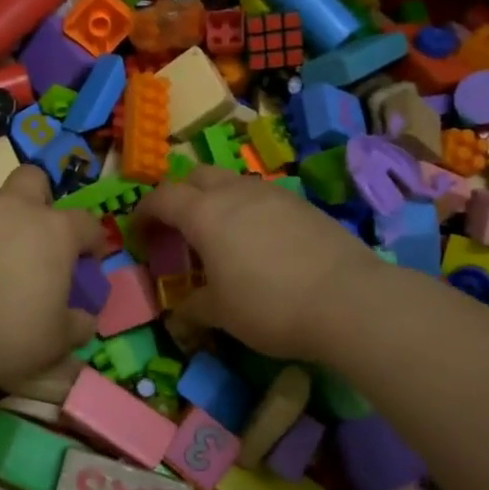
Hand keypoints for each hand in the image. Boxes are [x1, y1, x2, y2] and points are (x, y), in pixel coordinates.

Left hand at [0, 165, 107, 398]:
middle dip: (39, 198)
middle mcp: (16, 209)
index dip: (92, 242)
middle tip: (36, 232)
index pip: (87, 223)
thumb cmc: (11, 334)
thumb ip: (78, 323)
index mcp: (56, 231)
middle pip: (33, 179)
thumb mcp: (58, 340)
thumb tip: (84, 317)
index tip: (88, 263)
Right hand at [138, 167, 385, 360]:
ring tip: (218, 234)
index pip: (161, 198)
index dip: (144, 212)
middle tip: (176, 226)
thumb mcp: (220, 313)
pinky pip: (261, 197)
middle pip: (196, 176)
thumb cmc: (270, 306)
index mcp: (204, 214)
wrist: (350, 300)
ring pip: (232, 182)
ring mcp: (272, 194)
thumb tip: (180, 309)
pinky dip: (247, 210)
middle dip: (179, 195)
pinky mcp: (303, 205)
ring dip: (215, 200)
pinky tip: (258, 242)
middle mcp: (234, 192)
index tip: (138, 232)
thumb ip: (193, 306)